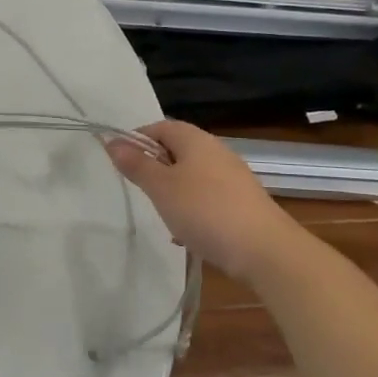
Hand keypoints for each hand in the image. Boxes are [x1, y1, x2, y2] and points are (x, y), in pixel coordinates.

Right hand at [106, 120, 302, 278]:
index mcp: (195, 140)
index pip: (160, 126)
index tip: (120, 162)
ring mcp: (233, 177)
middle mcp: (216, 151)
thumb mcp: (160, 187)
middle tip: (139, 189)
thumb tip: (113, 141)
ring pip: (192, 176)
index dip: (136, 139)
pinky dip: (192, 208)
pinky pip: (208, 197)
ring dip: (173, 191)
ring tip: (161, 214)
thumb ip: (136, 164)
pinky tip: (187, 233)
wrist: (264, 250)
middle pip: (177, 150)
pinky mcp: (242, 202)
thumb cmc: (204, 210)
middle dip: (155, 167)